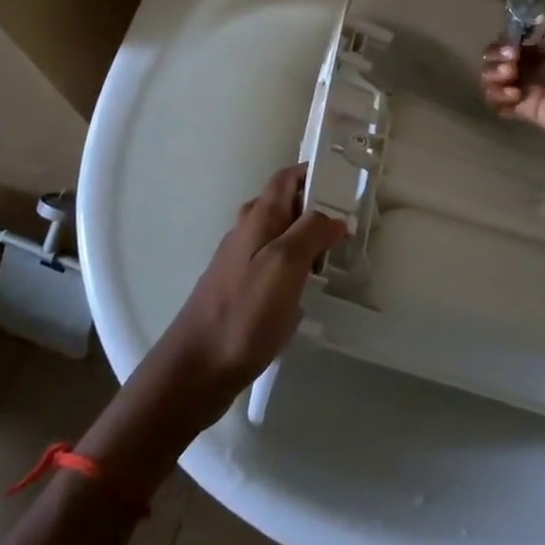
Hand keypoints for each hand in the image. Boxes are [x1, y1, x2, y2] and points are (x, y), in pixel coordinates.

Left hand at [146, 164, 346, 425]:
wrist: (196, 371)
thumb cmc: (244, 313)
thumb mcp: (285, 265)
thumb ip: (311, 232)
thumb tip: (334, 217)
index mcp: (258, 218)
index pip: (287, 178)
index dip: (314, 173)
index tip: (346, 182)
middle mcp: (247, 232)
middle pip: (285, 204)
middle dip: (316, 207)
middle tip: (348, 224)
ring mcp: (240, 262)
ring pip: (280, 235)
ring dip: (307, 237)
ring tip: (336, 256)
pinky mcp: (240, 290)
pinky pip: (274, 263)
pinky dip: (296, 265)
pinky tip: (308, 288)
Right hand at [480, 24, 544, 147]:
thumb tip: (524, 43)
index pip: (518, 41)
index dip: (508, 39)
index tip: (512, 43)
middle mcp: (540, 68)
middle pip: (501, 59)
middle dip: (497, 55)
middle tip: (511, 61)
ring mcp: (532, 91)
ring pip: (494, 81)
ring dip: (493, 74)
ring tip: (511, 76)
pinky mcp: (529, 113)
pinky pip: (498, 104)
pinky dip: (496, 96)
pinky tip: (513, 93)